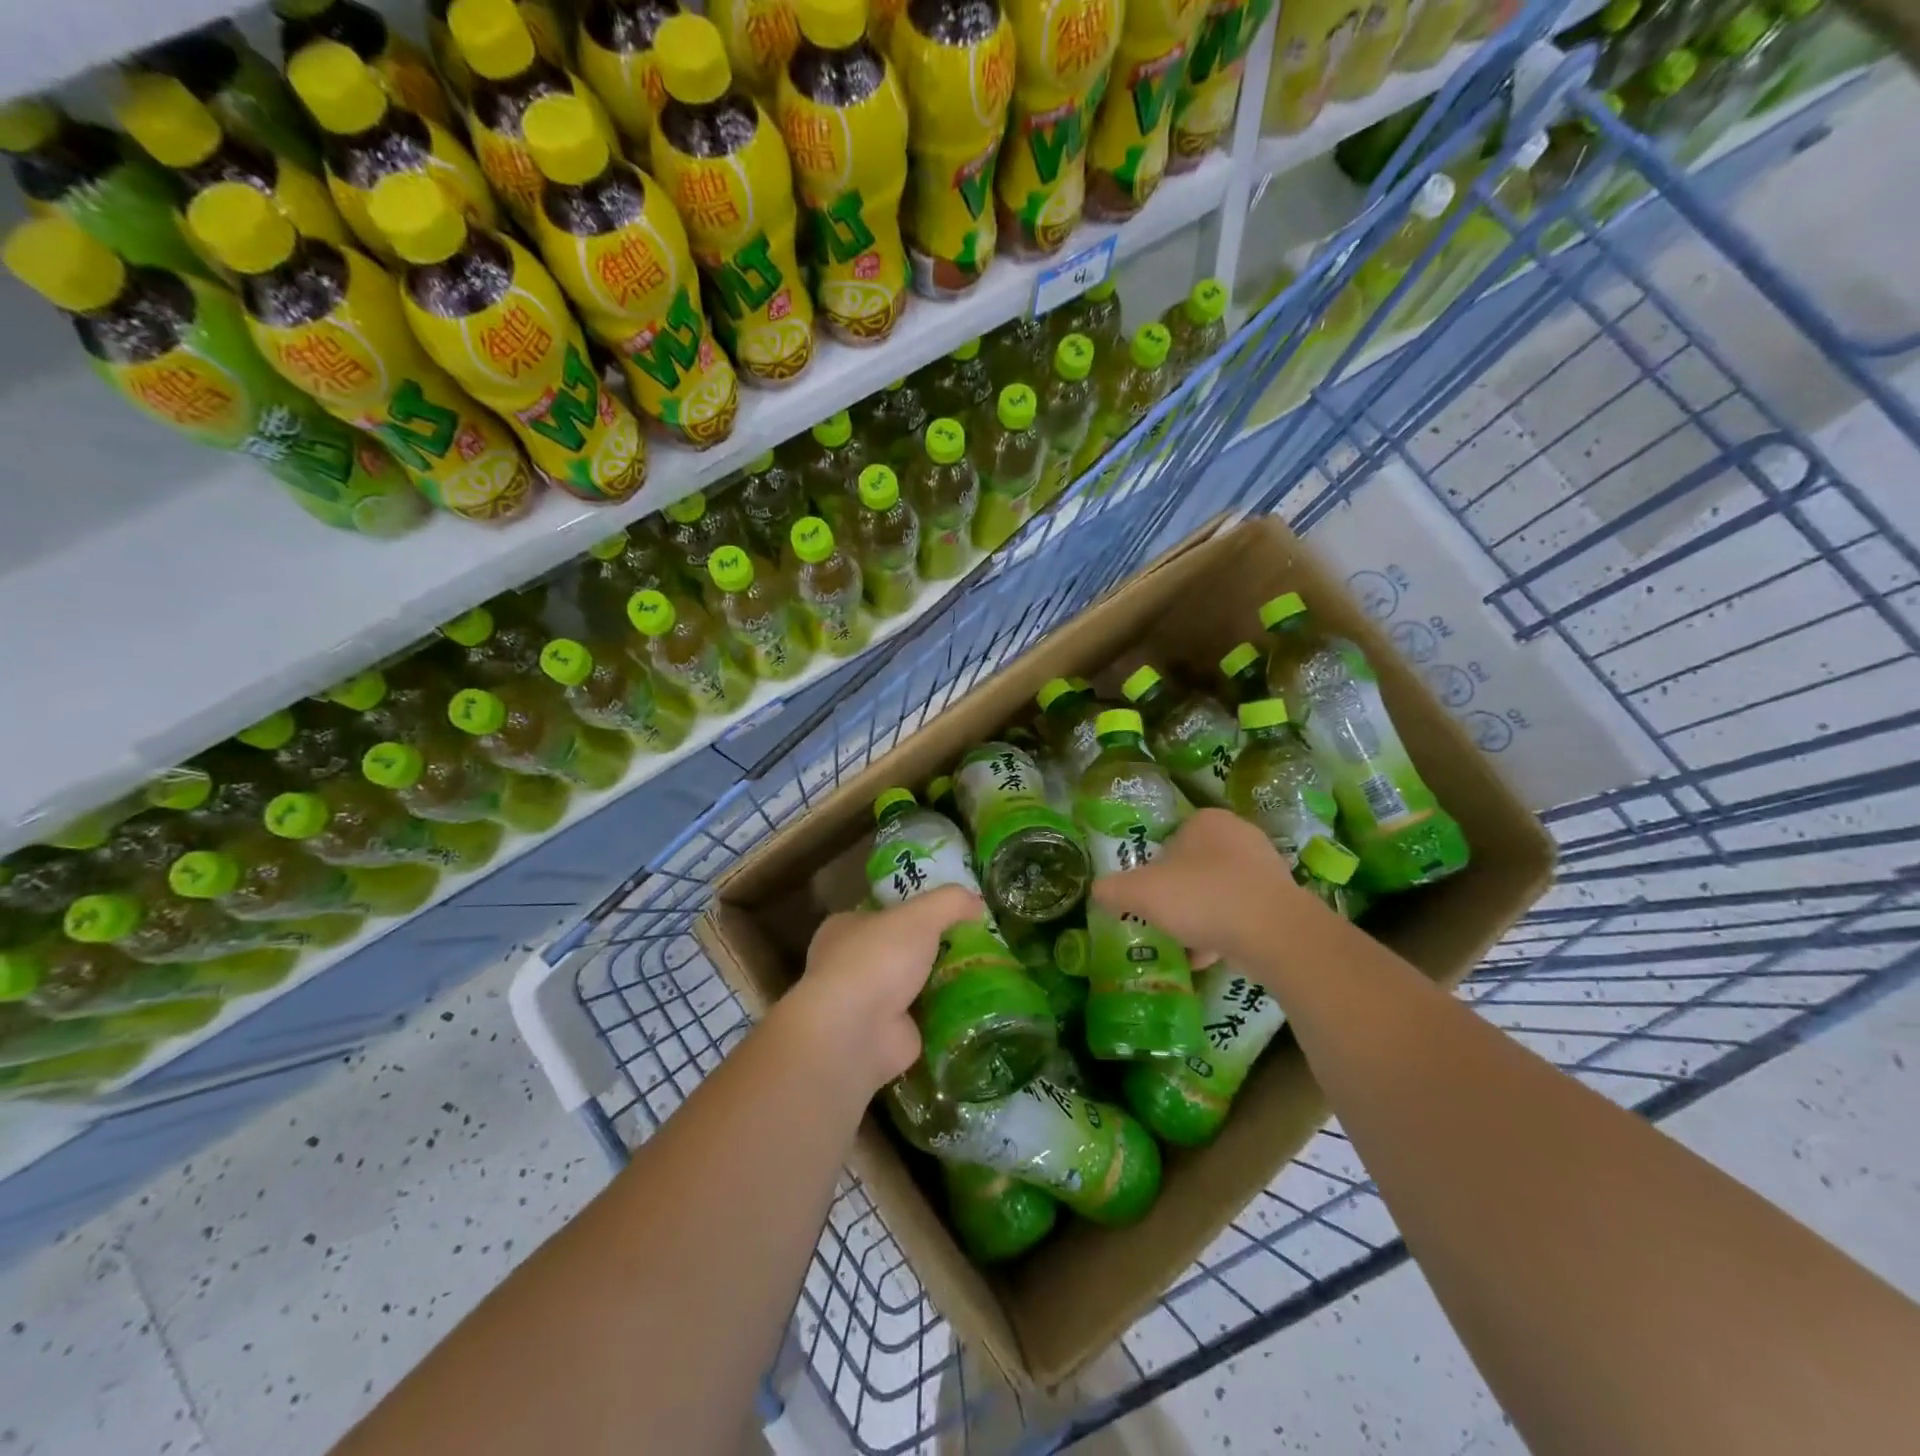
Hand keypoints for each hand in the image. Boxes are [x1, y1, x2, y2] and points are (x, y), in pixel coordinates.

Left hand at [785, 885, 982, 1093]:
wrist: (855, 1033)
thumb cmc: (878, 960)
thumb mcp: (920, 915)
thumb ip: (950, 902)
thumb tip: (978, 902)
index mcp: (846, 928)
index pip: (885, 913)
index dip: (917, 909)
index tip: (953, 911)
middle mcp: (852, 964)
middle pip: (903, 949)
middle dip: (936, 948)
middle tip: (978, 944)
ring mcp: (868, 1003)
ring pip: (916, 984)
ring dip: (945, 982)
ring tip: (988, 972)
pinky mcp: (888, 1034)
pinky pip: (926, 1017)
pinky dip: (948, 1014)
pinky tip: (980, 1006)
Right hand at [1093, 808, 1313, 967]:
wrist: (1273, 932)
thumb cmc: (1202, 897)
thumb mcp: (1141, 893)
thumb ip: (1114, 889)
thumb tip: (1098, 891)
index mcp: (1206, 821)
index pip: (1169, 840)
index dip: (1153, 870)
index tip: (1146, 897)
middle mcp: (1239, 835)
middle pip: (1193, 868)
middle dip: (1177, 896)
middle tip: (1162, 920)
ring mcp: (1265, 867)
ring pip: (1218, 892)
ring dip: (1200, 918)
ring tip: (1183, 946)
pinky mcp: (1282, 900)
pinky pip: (1242, 914)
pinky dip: (1224, 933)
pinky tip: (1208, 958)